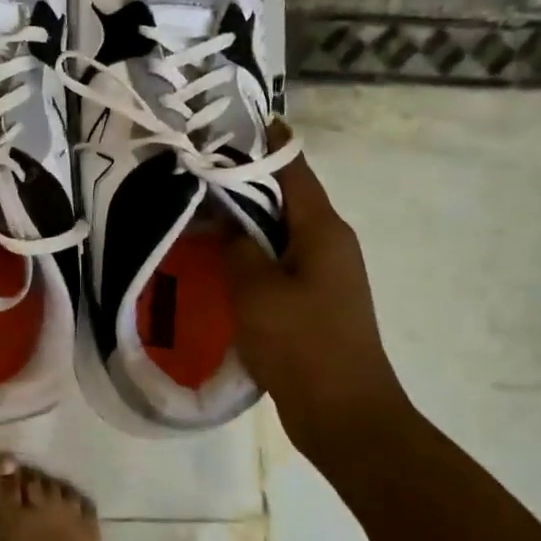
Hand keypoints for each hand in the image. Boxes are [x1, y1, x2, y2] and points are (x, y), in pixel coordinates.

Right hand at [226, 133, 412, 435]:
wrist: (346, 415)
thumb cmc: (303, 345)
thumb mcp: (257, 290)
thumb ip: (237, 246)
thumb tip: (225, 217)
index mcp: (322, 229)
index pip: (292, 168)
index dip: (263, 142)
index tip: (225, 124)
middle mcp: (329, 242)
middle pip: (284, 197)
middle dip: (243, 181)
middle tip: (194, 170)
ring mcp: (324, 273)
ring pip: (278, 231)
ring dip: (243, 219)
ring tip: (197, 210)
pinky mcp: (313, 300)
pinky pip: (278, 261)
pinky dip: (249, 252)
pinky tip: (216, 260)